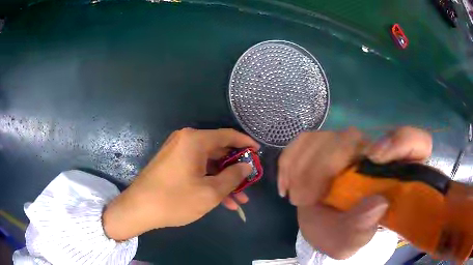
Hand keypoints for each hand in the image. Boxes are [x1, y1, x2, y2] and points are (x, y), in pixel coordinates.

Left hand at [103, 128, 258, 240]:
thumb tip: (247, 166)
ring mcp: (177, 153)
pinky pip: (197, 169)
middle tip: (250, 182)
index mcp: (195, 140)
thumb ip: (233, 177)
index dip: (246, 144)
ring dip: (224, 180)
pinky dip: (209, 182)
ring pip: (209, 164)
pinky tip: (222, 200)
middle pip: (219, 151)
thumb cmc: (175, 200)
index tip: (259, 153)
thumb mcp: (210, 192)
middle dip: (236, 169)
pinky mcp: (172, 164)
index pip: (228, 135)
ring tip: (239, 199)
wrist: (138, 209)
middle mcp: (186, 141)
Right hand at [280, 126, 431, 258]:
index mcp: (394, 175)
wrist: (324, 227)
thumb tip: (377, 203)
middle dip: (324, 166)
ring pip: (327, 136)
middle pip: (355, 138)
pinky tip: (286, 183)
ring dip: (304, 167)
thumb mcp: (351, 241)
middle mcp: (374, 154)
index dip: (402, 141)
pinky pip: (305, 140)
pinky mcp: (325, 146)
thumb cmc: (344, 234)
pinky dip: (290, 160)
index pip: (417, 143)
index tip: (375, 157)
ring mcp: (348, 148)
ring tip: (297, 197)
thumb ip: (362, 228)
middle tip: (305, 199)